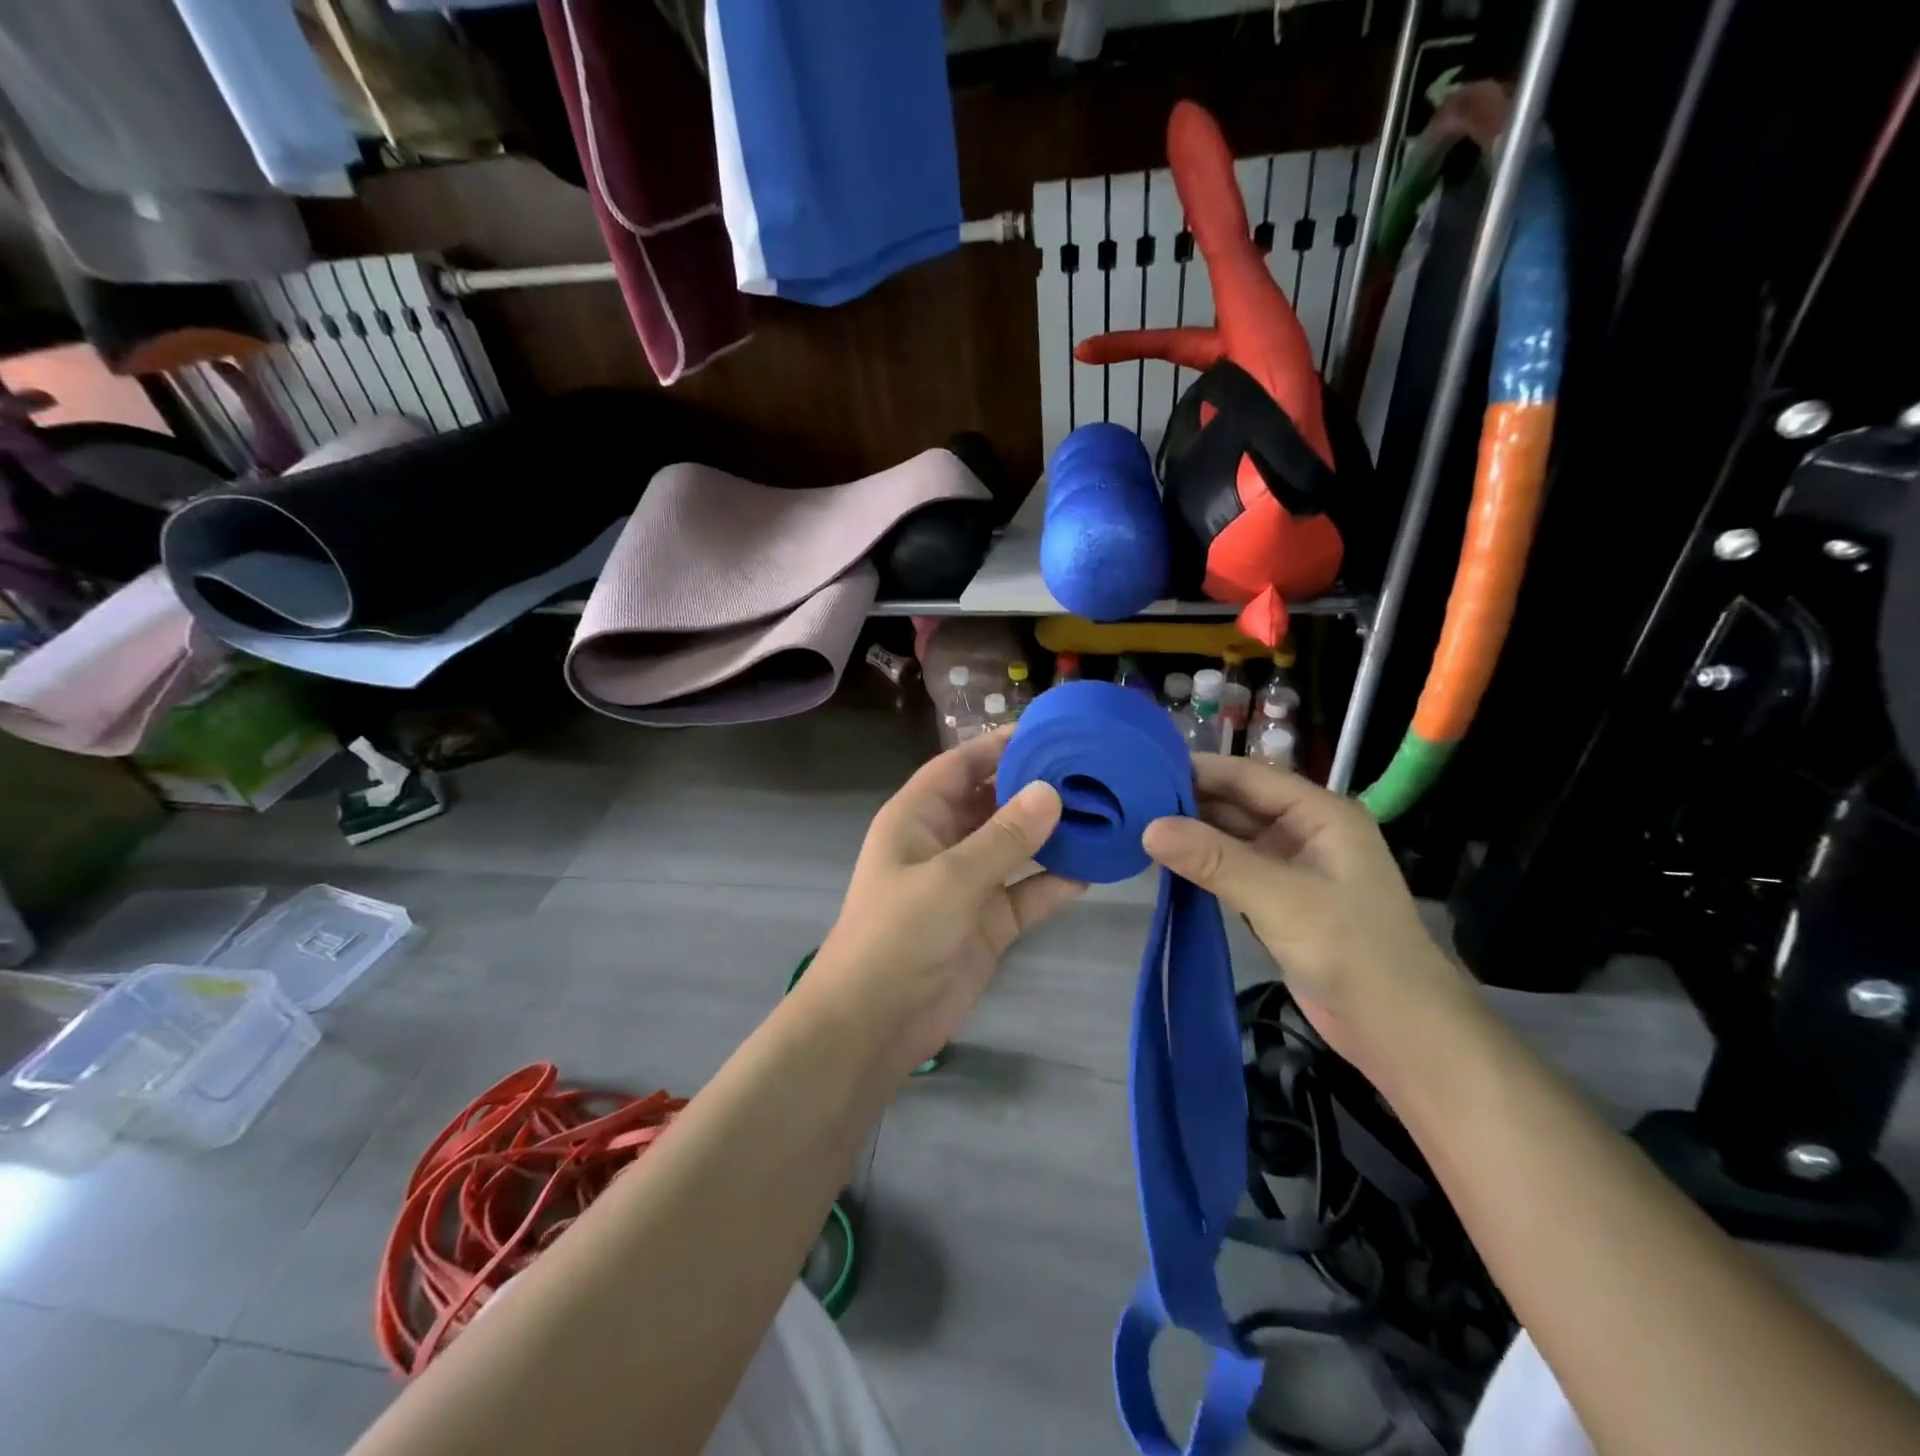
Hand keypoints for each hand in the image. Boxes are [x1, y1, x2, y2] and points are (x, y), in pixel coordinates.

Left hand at [806, 730, 1086, 1081]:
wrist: (874, 1024)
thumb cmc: (898, 934)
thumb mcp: (951, 878)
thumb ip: (1005, 837)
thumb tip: (1051, 791)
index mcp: (918, 818)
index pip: (960, 765)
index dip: (998, 745)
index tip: (1049, 729)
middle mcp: (944, 843)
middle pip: (993, 802)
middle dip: (1035, 787)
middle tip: (1092, 770)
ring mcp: (968, 884)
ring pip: (1016, 848)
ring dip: (1052, 835)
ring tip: (1104, 812)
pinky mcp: (988, 923)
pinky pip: (1027, 894)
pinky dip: (1055, 884)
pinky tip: (1093, 872)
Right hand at [1140, 756, 1473, 1078]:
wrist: (1400, 1032)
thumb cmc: (1351, 950)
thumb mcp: (1280, 898)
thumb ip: (1214, 860)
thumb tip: (1149, 828)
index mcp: (1319, 813)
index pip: (1248, 776)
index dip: (1197, 770)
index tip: (1140, 769)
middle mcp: (1305, 831)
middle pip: (1237, 804)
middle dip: (1188, 803)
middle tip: (1127, 802)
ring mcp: (1292, 867)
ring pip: (1231, 838)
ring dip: (1191, 835)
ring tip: (1135, 827)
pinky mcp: (1279, 901)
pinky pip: (1232, 870)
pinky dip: (1202, 865)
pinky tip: (1166, 864)